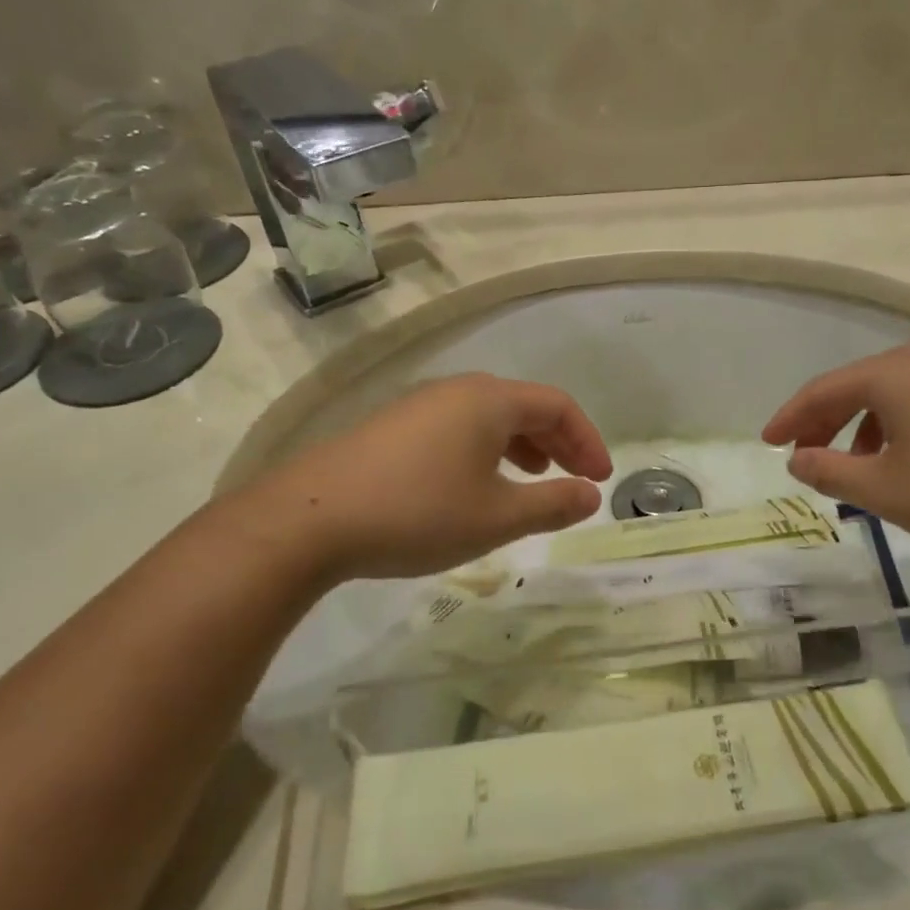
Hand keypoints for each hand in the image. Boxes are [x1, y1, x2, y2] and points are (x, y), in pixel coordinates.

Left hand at [244, 373, 612, 580]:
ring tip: (531, 479)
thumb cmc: (418, 512)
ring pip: (488, 418)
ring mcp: (418, 406)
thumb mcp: (496, 517)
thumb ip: (552, 503)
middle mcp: (456, 390)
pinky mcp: (391, 428)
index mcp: (489, 400)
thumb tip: (592, 495)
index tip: (600, 479)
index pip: (557, 405)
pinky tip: (474, 485)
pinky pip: (457, 429)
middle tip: (575, 479)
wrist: (308, 519)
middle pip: (523, 406)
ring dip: (521, 446)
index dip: (587, 440)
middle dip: (557, 442)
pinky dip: (485, 451)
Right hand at [761, 345, 909, 552]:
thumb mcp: (883, 489)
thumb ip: (830, 472)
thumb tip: (797, 459)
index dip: (790, 417)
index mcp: (893, 375)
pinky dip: (894, 428)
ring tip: (851, 467)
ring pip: (890, 396)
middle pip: (856, 386)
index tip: (767, 443)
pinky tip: (901, 463)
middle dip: (823, 421)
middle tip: (801, 453)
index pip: (824, 389)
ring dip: (859, 427)